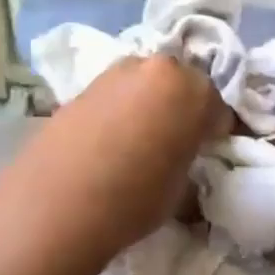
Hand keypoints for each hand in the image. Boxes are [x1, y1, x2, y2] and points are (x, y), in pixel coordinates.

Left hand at [0, 54, 229, 258]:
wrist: (56, 205)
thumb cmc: (133, 199)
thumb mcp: (180, 187)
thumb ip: (187, 158)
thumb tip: (181, 157)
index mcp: (191, 89)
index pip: (218, 107)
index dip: (216, 131)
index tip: (209, 151)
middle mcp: (155, 68)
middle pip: (180, 84)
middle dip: (182, 108)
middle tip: (177, 141)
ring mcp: (114, 73)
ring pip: (144, 84)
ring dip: (148, 104)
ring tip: (139, 141)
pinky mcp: (81, 87)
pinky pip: (114, 95)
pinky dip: (118, 110)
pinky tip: (109, 141)